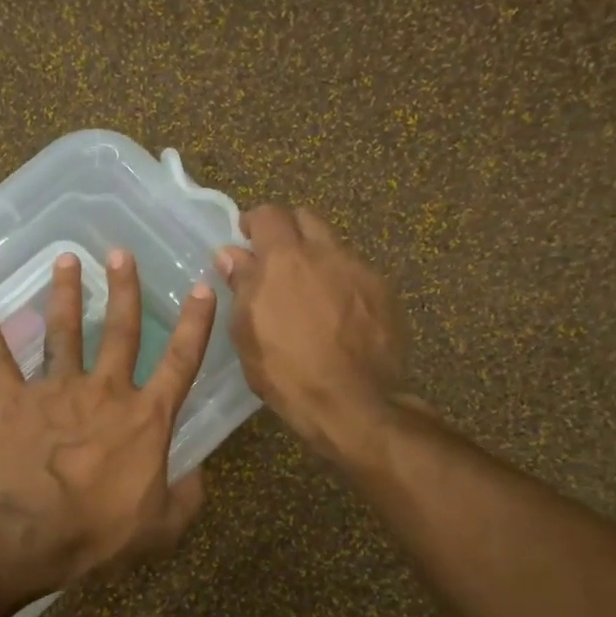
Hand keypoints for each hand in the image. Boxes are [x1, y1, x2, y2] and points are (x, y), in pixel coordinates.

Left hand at [0, 248, 217, 589]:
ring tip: (67, 260)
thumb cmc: (102, 533)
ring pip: (63, 333)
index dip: (196, 324)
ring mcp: (57, 393)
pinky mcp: (15, 404)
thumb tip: (199, 474)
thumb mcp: (164, 526)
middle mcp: (105, 392)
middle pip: (120, 330)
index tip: (203, 288)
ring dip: (66, 294)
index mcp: (146, 417)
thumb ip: (188, 496)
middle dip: (124, 289)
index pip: (181, 361)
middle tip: (121, 253)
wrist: (34, 537)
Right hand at [217, 206, 408, 456]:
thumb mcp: (247, 332)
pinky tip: (336, 314)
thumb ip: (242, 285)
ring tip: (307, 291)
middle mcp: (326, 252)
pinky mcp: (384, 293)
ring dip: (316, 257)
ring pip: (333, 246)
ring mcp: (360, 270)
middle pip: (306, 219)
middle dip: (287, 231)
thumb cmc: (286, 371)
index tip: (244, 239)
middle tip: (274, 260)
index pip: (268, 214)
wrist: (354, 402)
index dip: (253, 222)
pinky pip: (356, 274)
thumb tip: (231, 254)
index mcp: (285, 258)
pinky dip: (340, 282)